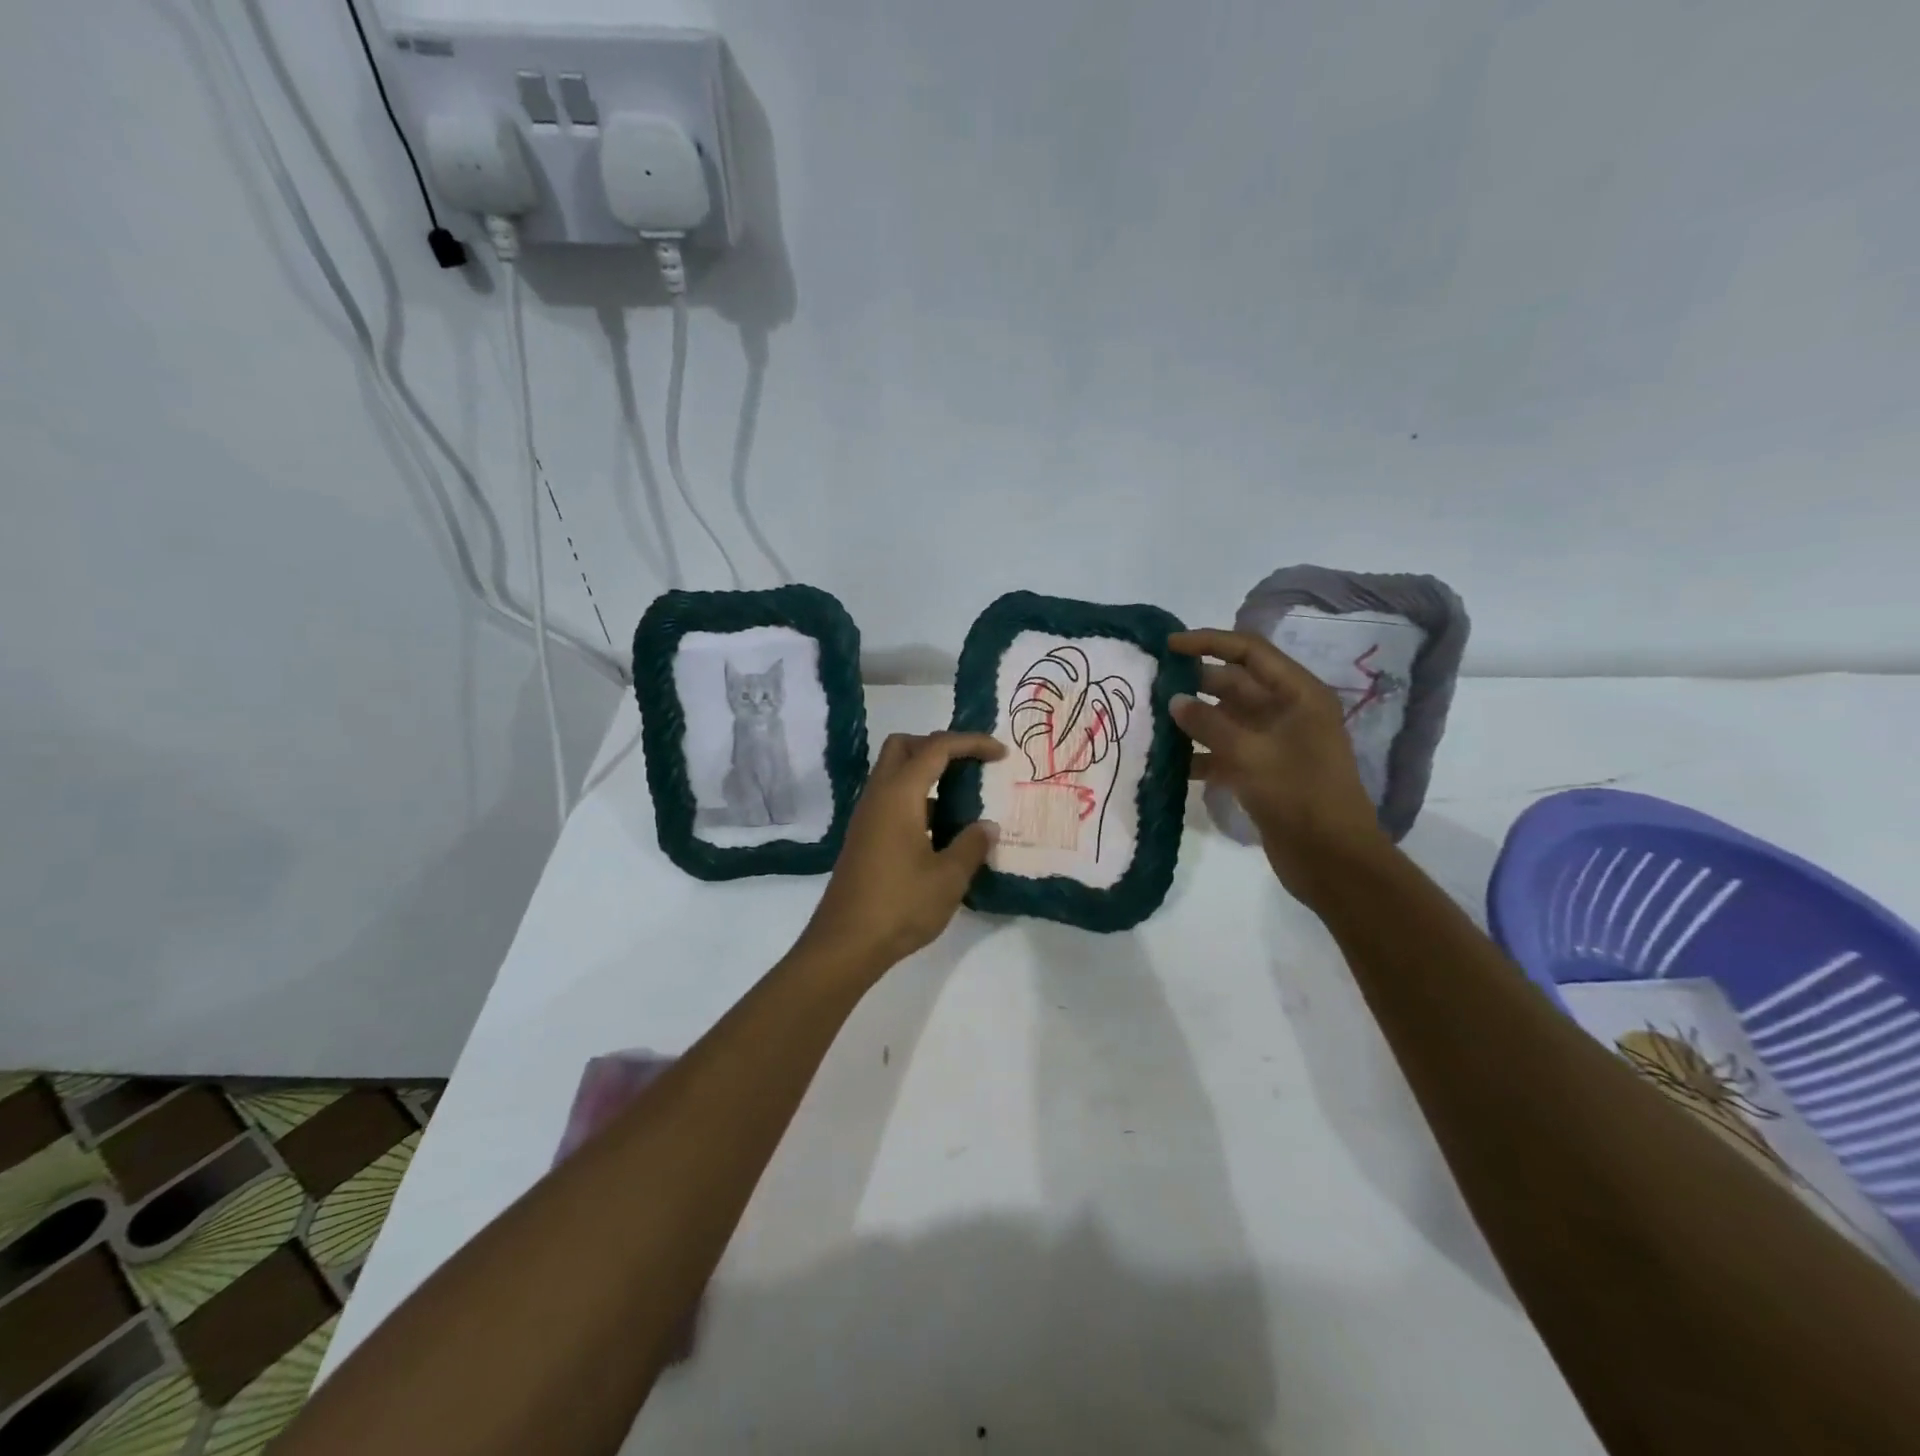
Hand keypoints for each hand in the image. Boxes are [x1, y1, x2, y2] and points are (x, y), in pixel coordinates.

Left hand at [794, 731, 1004, 979]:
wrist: (846, 944)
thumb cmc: (900, 906)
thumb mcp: (948, 878)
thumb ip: (971, 845)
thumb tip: (987, 826)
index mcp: (898, 795)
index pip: (936, 748)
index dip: (971, 743)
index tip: (1000, 754)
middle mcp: (878, 796)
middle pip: (904, 747)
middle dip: (939, 746)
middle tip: (970, 766)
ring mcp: (867, 817)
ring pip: (894, 773)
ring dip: (927, 773)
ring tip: (962, 797)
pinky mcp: (864, 837)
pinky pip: (891, 799)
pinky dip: (917, 798)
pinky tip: (940, 828)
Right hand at [1169, 629, 1389, 896]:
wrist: (1332, 860)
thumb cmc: (1299, 796)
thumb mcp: (1251, 754)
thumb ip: (1209, 723)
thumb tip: (1175, 700)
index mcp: (1298, 695)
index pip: (1249, 652)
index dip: (1208, 643)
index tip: (1168, 645)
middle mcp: (1286, 712)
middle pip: (1235, 684)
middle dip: (1194, 683)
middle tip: (1150, 685)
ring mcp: (1273, 744)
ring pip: (1225, 720)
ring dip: (1192, 720)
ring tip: (1151, 721)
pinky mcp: (1261, 773)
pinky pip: (1223, 752)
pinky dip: (1198, 754)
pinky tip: (1167, 762)